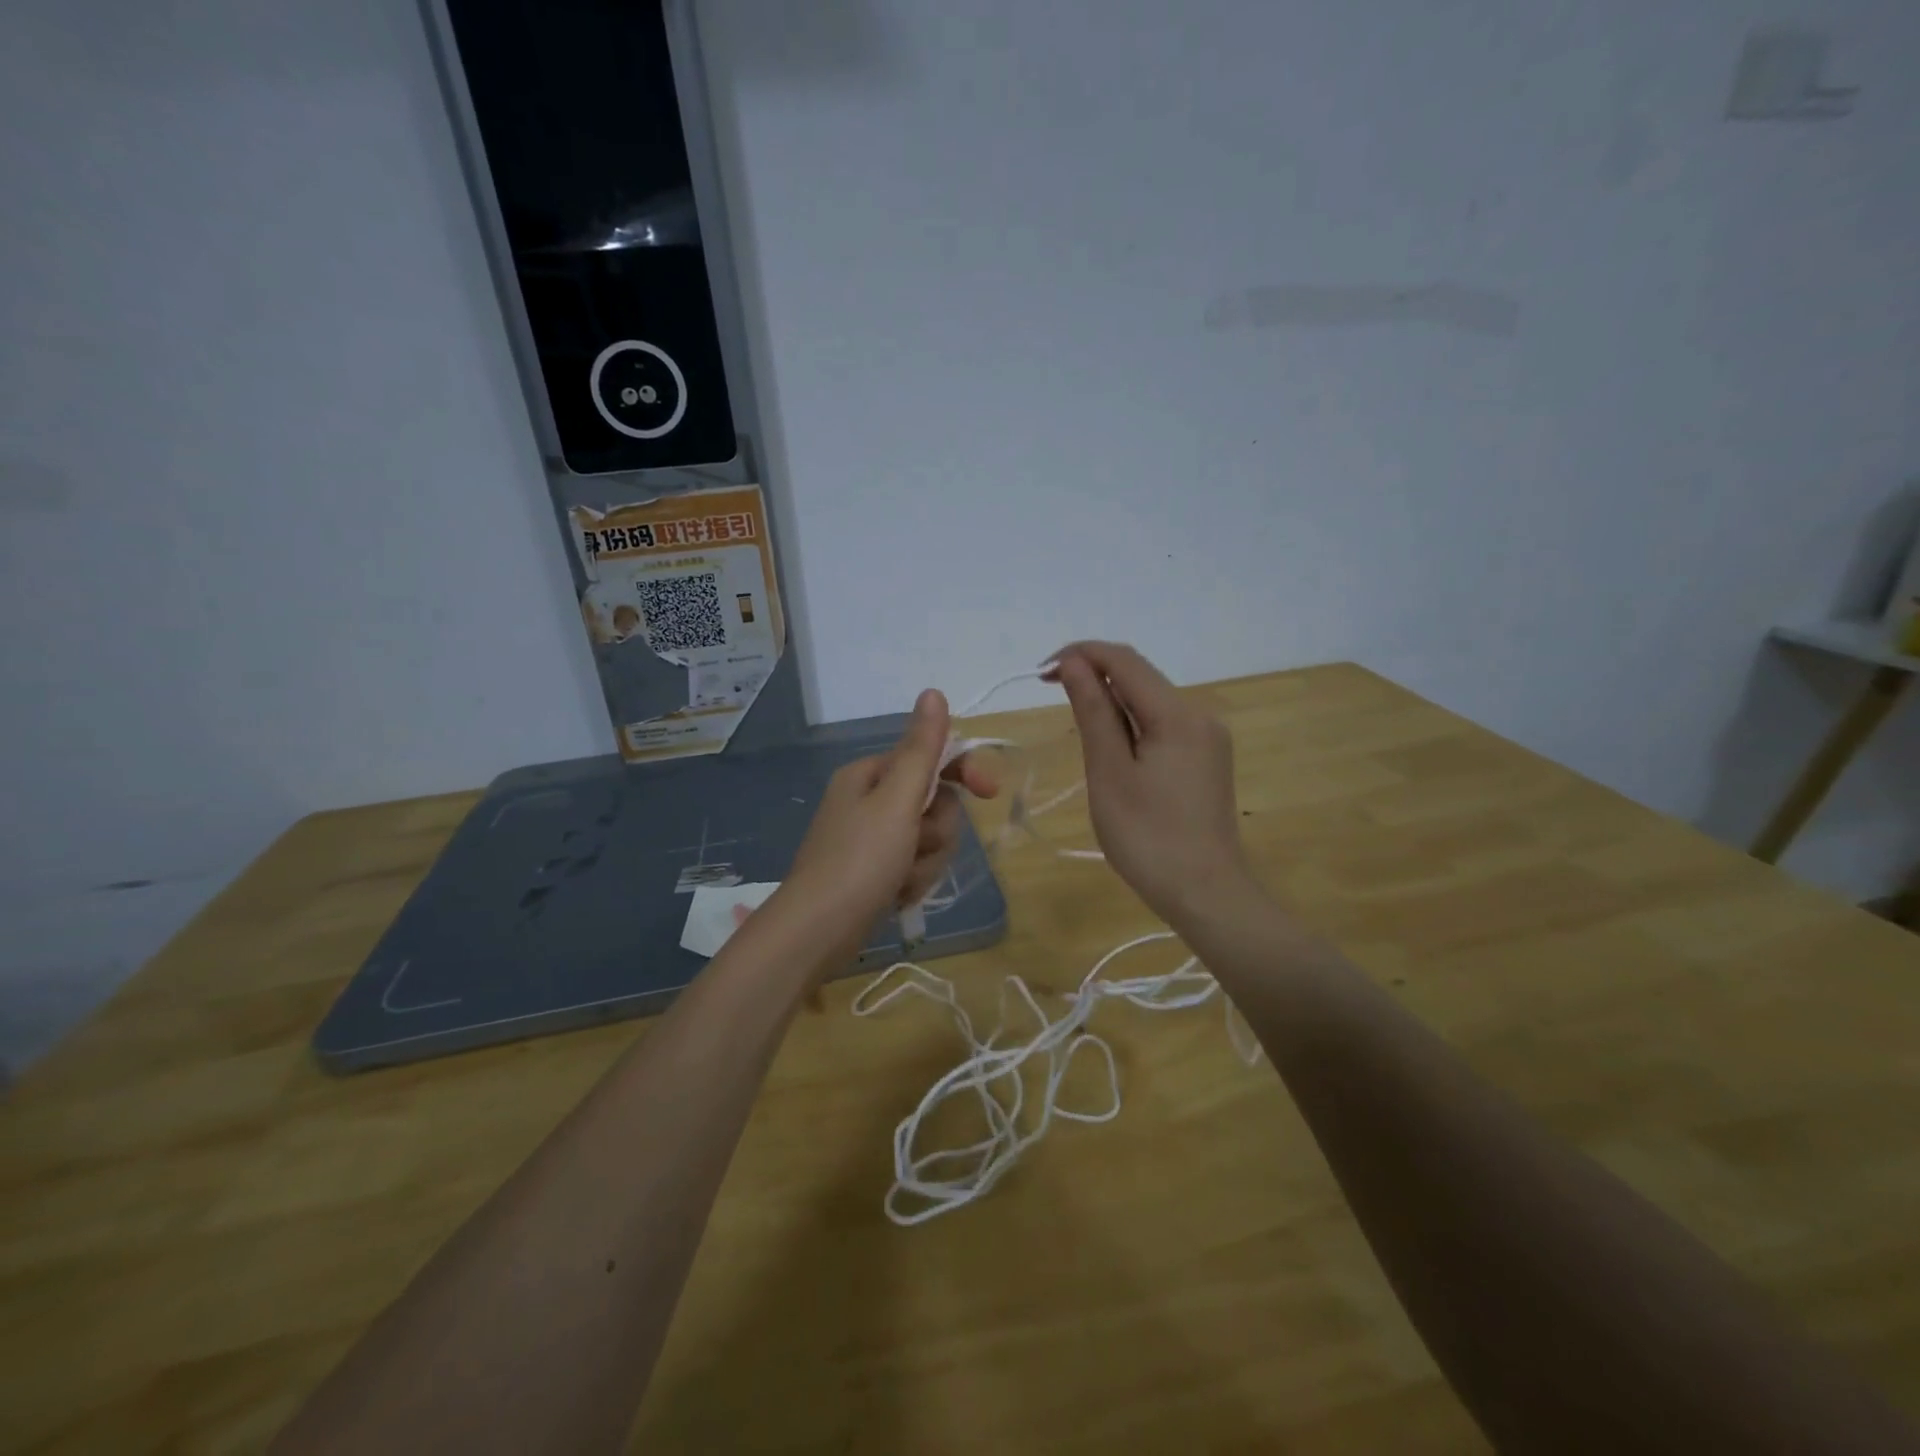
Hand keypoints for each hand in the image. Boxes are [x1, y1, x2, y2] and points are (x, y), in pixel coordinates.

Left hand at [780, 690, 998, 944]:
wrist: (816, 932)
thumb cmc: (859, 860)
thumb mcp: (897, 800)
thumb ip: (921, 749)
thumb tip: (933, 692)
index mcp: (871, 775)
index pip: (931, 758)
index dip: (964, 772)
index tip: (990, 792)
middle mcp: (870, 801)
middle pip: (935, 802)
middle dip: (936, 830)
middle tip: (918, 847)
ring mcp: (872, 839)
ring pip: (929, 838)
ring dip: (926, 860)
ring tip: (903, 878)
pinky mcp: (875, 872)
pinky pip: (915, 865)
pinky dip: (913, 880)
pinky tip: (896, 895)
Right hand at [1045, 641, 1253, 929]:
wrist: (1206, 894)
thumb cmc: (1147, 838)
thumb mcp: (1109, 772)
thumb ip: (1093, 712)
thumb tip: (1074, 663)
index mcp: (1178, 715)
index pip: (1125, 660)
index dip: (1081, 654)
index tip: (1042, 672)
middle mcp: (1199, 715)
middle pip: (1141, 677)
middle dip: (1094, 674)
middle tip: (1051, 693)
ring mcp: (1208, 738)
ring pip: (1151, 701)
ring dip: (1111, 700)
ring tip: (1076, 724)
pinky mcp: (1207, 758)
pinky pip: (1163, 724)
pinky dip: (1131, 722)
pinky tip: (1111, 746)